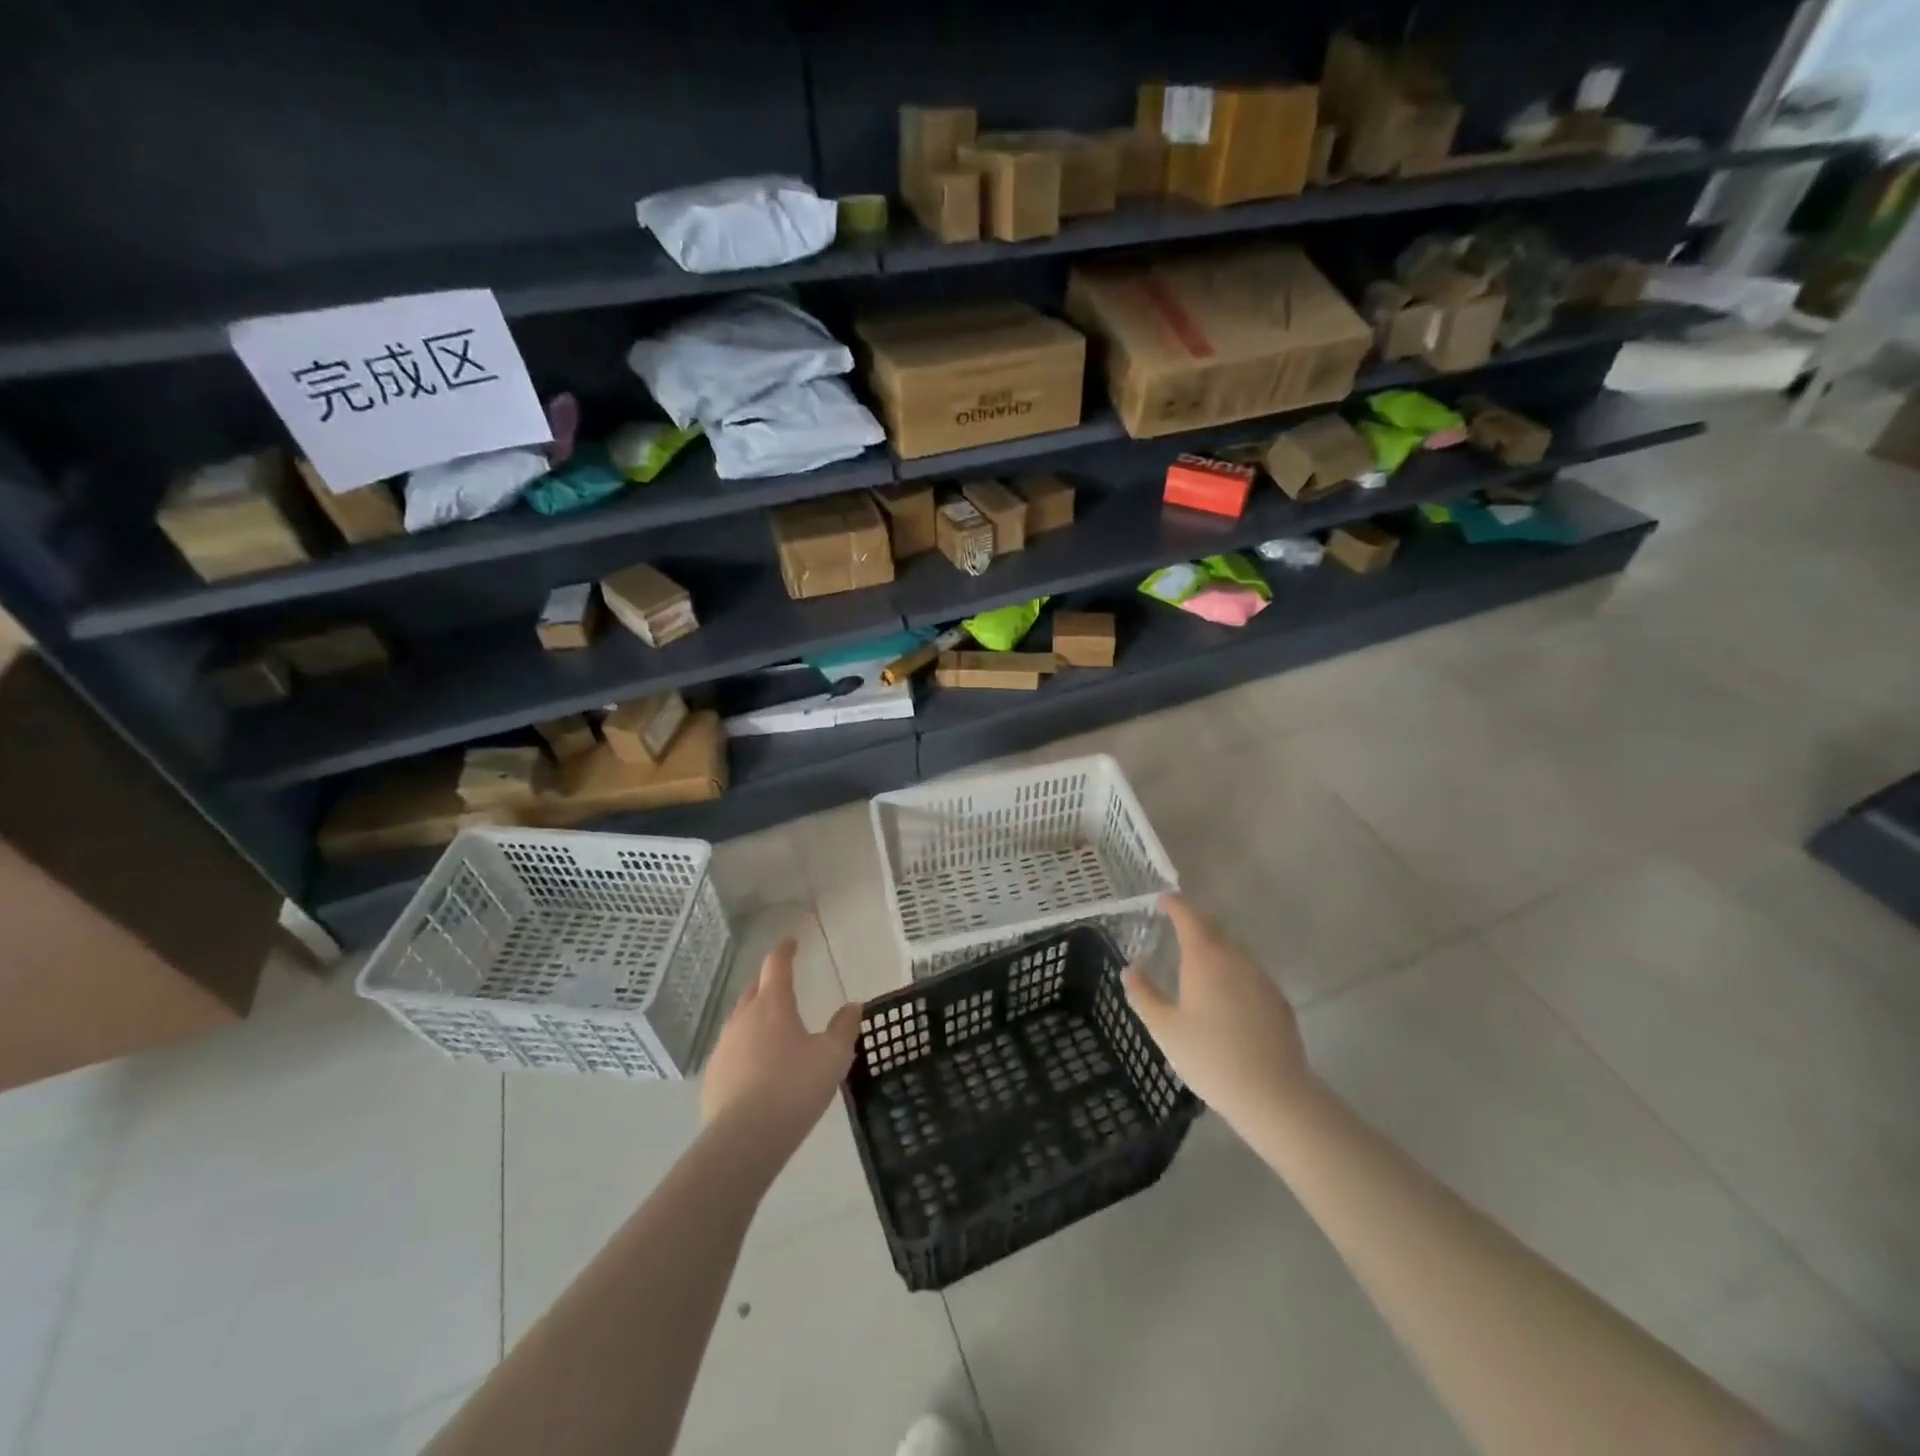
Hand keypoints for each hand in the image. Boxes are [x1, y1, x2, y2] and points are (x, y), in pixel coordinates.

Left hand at [701, 937, 861, 1157]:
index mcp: (772, 1005)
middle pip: (754, 991)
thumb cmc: (794, 1088)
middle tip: (783, 986)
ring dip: (756, 1018)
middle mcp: (743, 1018)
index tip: (791, 942)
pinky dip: (746, 1050)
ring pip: (740, 1021)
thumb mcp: (832, 1057)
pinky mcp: (713, 1076)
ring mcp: (723, 1047)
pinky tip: (757, 1069)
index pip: (776, 965)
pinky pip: (732, 1051)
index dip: (784, 951)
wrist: (744, 1140)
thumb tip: (853, 1006)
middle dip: (768, 984)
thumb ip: (844, 1028)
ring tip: (774, 1032)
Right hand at [1122, 895, 1313, 1133]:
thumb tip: (1130, 970)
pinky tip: (1226, 996)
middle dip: (1195, 923)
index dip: (1175, 905)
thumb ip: (1144, 995)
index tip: (1164, 899)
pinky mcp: (1278, 1000)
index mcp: (1205, 958)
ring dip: (1215, 948)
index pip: (1189, 917)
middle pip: (1214, 929)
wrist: (1273, 1094)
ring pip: (1234, 951)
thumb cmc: (1210, 1058)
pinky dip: (1233, 972)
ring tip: (1198, 962)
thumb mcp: (1165, 1029)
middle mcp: (1236, 959)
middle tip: (1176, 928)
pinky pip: (1250, 973)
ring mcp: (1261, 978)